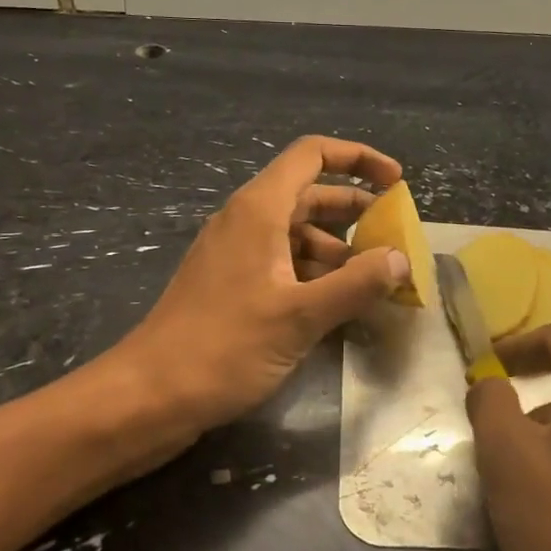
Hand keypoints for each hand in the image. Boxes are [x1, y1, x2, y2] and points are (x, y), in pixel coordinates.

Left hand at [117, 135, 406, 439]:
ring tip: (374, 277)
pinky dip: (315, 272)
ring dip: (338, 247)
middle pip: (309, 193)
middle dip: (355, 209)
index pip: (313, 154)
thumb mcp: (301, 316)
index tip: (395, 182)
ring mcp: (236, 253)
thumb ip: (357, 284)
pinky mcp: (231, 284)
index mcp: (259, 209)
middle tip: (394, 235)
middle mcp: (246, 221)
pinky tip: (338, 302)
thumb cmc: (225, 346)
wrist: (149, 396)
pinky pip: (282, 262)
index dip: (358, 158)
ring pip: (297, 232)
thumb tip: (401, 259)